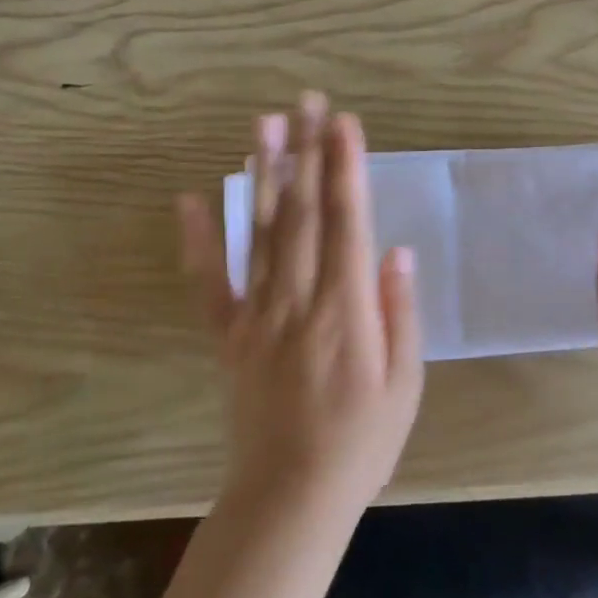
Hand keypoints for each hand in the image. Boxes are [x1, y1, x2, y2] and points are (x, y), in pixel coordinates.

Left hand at [178, 94, 423, 522]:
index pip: (347, 222)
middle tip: (307, 101)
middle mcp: (298, 300)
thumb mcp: (405, 383)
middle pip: (305, 212)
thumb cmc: (362, 442)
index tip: (344, 123)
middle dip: (307, 151)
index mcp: (346, 310)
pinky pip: (210, 281)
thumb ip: (399, 312)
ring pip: (262, 232)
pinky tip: (192, 198)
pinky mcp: (228, 334)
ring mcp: (257, 315)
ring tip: (264, 125)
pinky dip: (199, 239)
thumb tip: (395, 250)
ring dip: (265, 174)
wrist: (290, 496)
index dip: (346, 168)